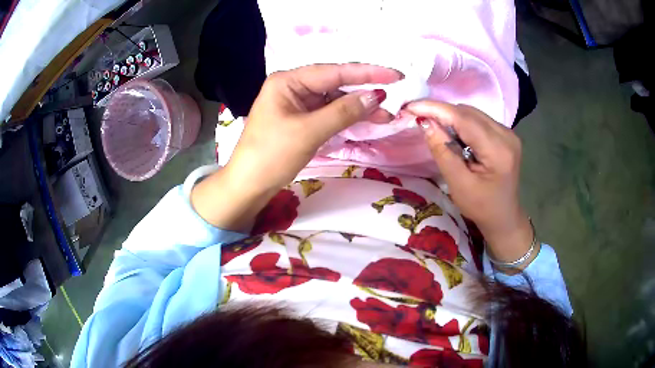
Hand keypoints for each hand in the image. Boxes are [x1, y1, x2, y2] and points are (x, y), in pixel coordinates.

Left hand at [192, 63, 402, 231]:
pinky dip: (347, 118)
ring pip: (334, 100)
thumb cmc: (271, 155)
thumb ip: (344, 111)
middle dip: (364, 92)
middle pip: (335, 84)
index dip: (366, 73)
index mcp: (288, 81)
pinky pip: (328, 114)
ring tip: (386, 116)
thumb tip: (376, 96)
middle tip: (394, 97)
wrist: (249, 185)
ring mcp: (297, 104)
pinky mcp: (300, 120)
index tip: (395, 75)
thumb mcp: (309, 131)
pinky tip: (365, 120)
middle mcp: (292, 87)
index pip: (333, 71)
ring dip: (358, 108)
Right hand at [405, 101, 535, 271]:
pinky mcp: (505, 134)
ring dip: (451, 118)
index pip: (464, 119)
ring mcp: (508, 133)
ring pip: (473, 113)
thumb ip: (443, 152)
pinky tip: (454, 135)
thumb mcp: (459, 185)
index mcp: (498, 150)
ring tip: (434, 128)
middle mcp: (507, 135)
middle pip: (469, 112)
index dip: (437, 109)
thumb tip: (425, 123)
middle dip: (442, 112)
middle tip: (419, 118)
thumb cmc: (481, 207)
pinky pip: (478, 120)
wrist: (504, 217)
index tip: (411, 106)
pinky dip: (462, 123)